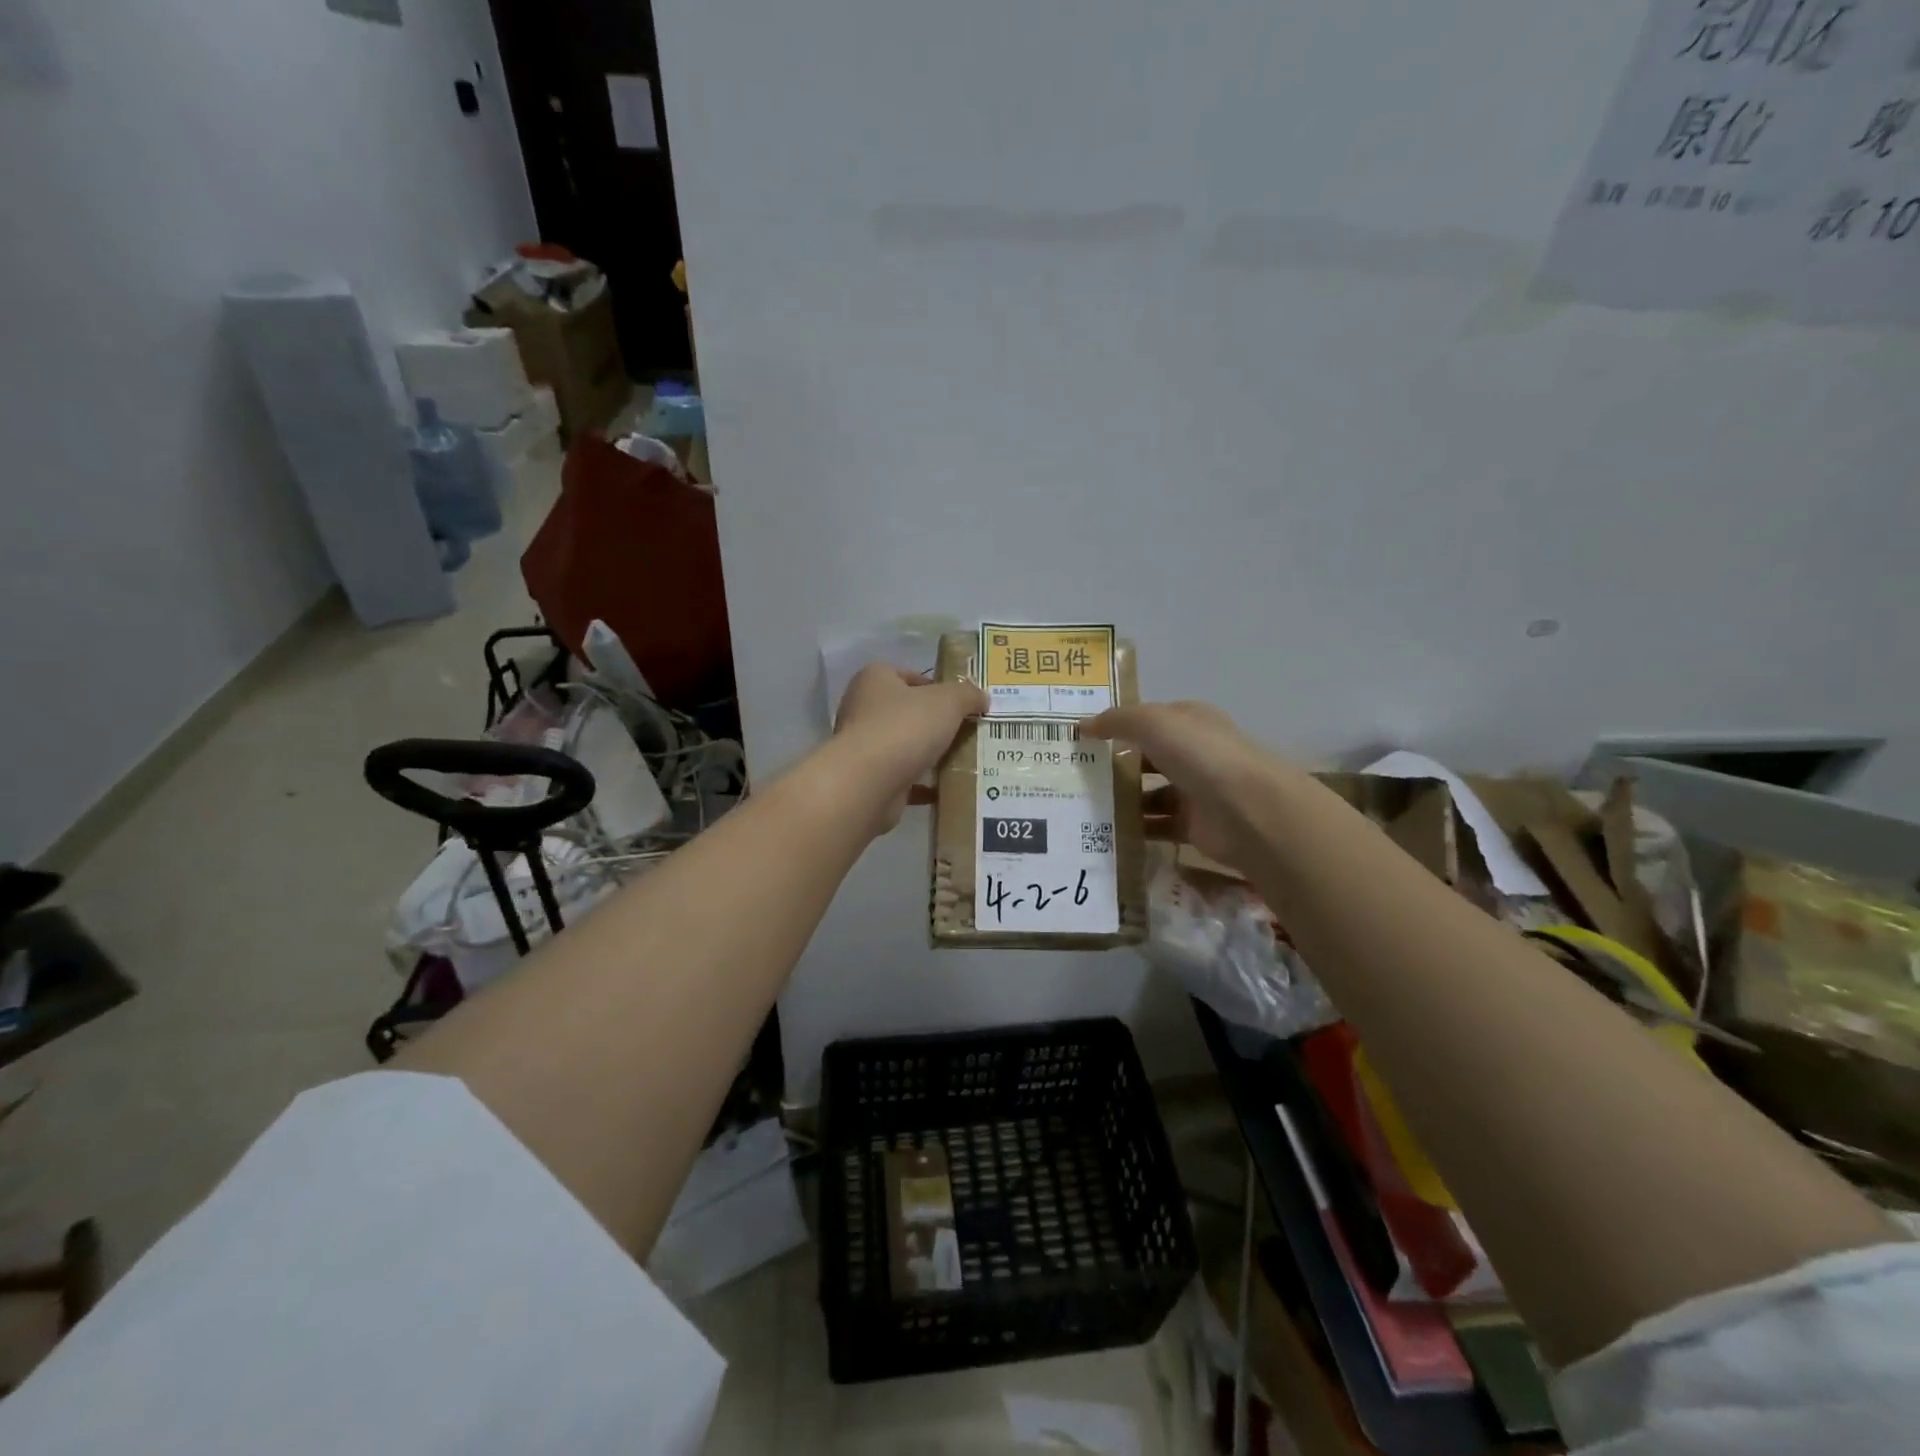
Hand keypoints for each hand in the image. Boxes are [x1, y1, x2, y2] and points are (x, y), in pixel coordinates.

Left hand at [834, 664, 985, 832]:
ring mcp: (863, 746)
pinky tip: (945, 789)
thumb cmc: (905, 727)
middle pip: (906, 711)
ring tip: (961, 760)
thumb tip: (981, 698)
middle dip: (934, 722)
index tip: (959, 703)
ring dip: (928, 754)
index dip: (934, 686)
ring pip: (903, 746)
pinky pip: (901, 778)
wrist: (868, 783)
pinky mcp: (868, 778)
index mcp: (875, 680)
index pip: (906, 675)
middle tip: (965, 731)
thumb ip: (967, 695)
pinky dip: (921, 784)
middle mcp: (862, 709)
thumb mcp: (948, 701)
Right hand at [1083, 700, 1292, 870]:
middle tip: (1077, 775)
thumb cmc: (1201, 755)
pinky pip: (1158, 827)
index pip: (1151, 719)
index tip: (1084, 738)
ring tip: (1085, 806)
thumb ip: (1117, 721)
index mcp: (1190, 721)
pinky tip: (1108, 833)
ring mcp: (1196, 791)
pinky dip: (1137, 830)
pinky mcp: (1195, 826)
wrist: (1248, 810)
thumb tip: (1082, 726)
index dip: (1120, 724)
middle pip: (1149, 757)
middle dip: (1117, 765)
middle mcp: (1195, 753)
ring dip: (1124, 800)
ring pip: (1152, 794)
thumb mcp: (1153, 723)